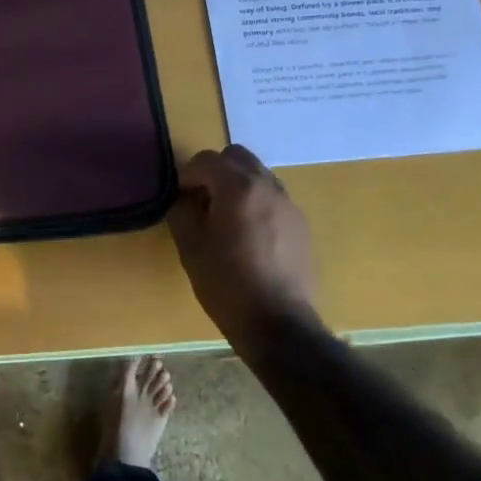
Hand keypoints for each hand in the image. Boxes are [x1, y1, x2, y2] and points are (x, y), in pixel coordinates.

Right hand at [167, 145, 319, 349]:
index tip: (179, 197)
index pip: (206, 159)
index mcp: (238, 188)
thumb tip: (183, 200)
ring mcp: (289, 204)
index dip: (187, 175)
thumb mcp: (191, 248)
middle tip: (201, 200)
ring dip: (238, 185)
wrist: (278, 323)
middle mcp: (268, 186)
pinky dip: (256, 203)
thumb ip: (182, 213)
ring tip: (225, 218)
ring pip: (258, 175)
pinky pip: (273, 198)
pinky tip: (248, 236)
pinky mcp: (301, 225)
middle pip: (237, 157)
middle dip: (215, 171)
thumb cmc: (227, 284)